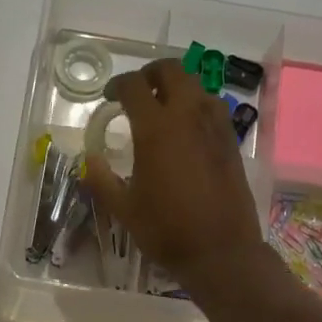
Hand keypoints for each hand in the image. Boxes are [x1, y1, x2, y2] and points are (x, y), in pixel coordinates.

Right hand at [82, 58, 264, 286]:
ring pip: (196, 85)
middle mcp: (188, 116)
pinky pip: (212, 107)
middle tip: (137, 92)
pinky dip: (196, 105)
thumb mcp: (124, 208)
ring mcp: (215, 126)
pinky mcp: (231, 140)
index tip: (110, 97)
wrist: (221, 250)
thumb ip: (102, 179)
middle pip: (171, 71)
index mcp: (156, 128)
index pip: (135, 86)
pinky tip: (186, 130)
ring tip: (162, 108)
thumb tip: (90, 160)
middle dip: (150, 74)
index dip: (118, 85)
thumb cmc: (166, 230)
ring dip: (176, 87)